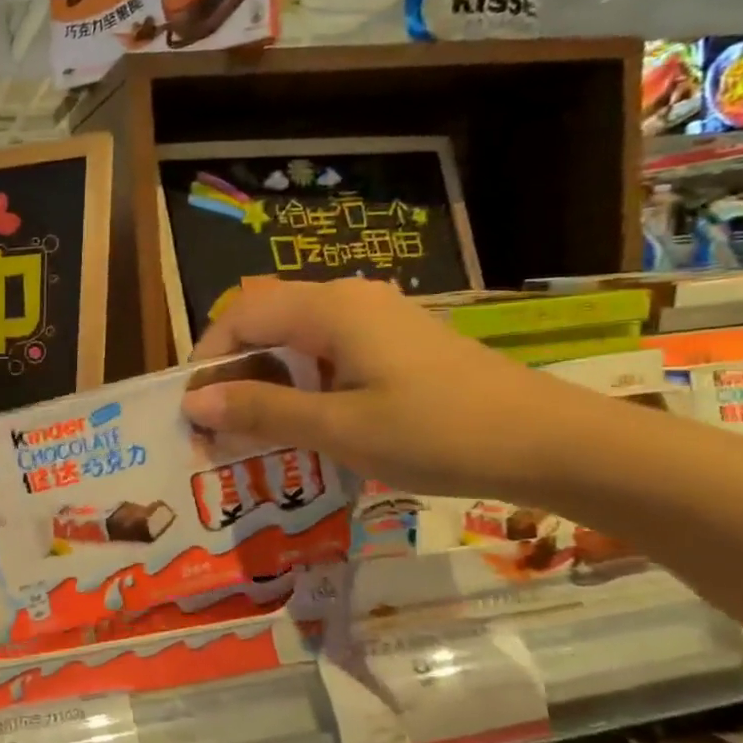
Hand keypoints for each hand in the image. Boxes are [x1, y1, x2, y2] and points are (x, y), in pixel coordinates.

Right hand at [181, 278, 591, 496]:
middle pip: (266, 322)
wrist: (550, 442)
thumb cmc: (437, 432)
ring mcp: (378, 319)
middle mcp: (349, 299)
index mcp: (330, 308)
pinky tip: (308, 424)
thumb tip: (194, 403)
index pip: (241, 315)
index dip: (207, 359)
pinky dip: (303, 384)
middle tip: (218, 426)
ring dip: (268, 381)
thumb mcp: (339, 428)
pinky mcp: (398, 343)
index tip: (192, 409)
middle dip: (234, 371)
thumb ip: (262, 412)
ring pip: (297, 339)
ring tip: (255, 432)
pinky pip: (329, 353)